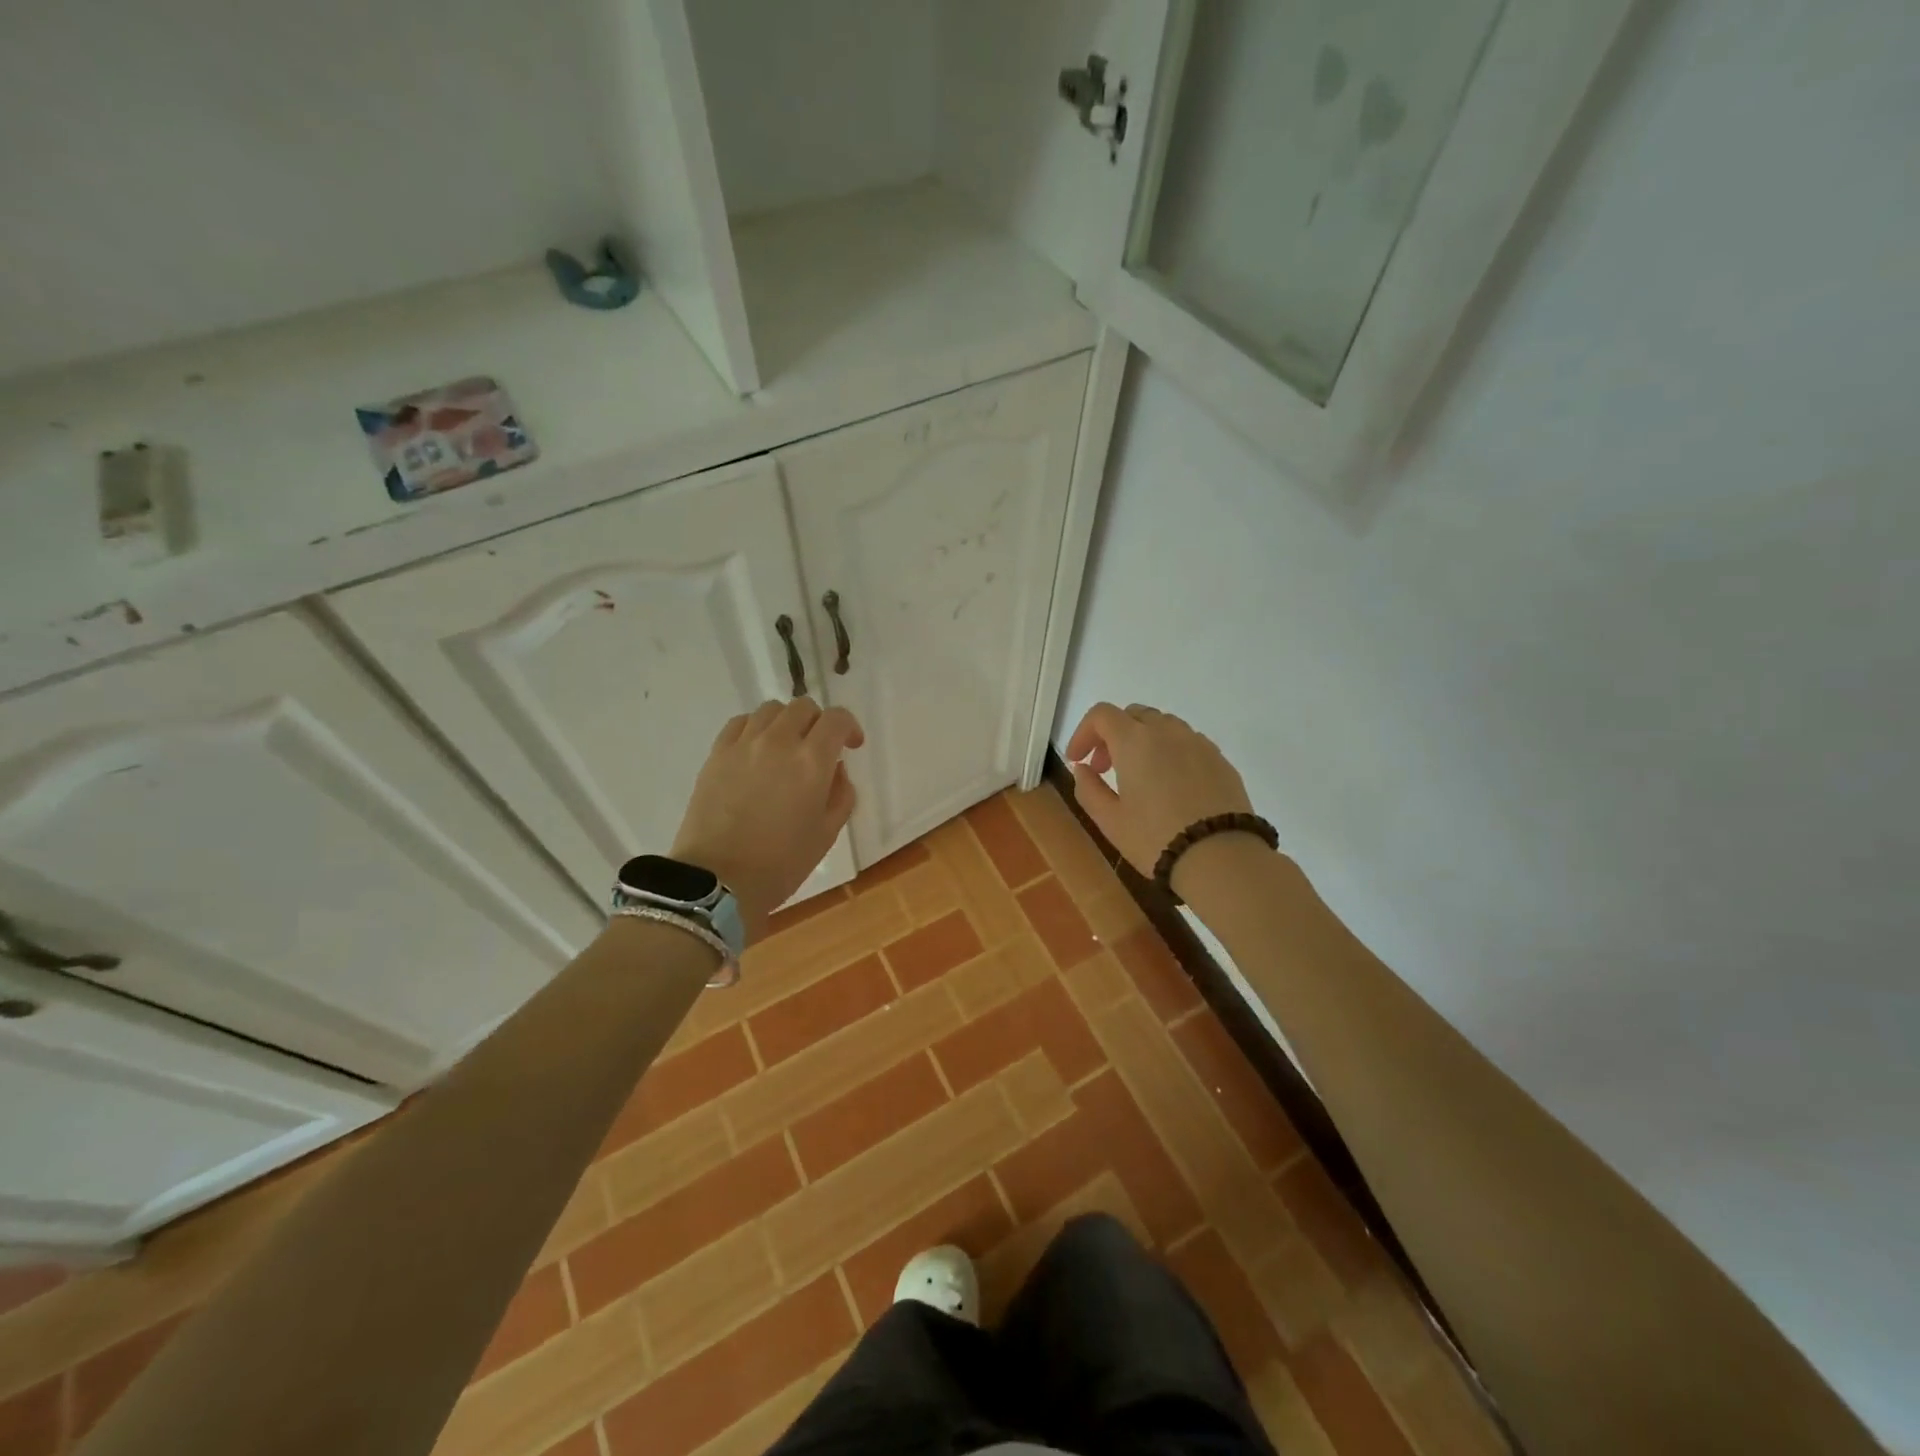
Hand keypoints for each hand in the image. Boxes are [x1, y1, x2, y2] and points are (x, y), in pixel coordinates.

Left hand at [672, 699, 863, 942]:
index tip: (851, 746)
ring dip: (786, 722)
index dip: (849, 727)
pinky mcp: (717, 753)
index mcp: (812, 761)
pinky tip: (757, 750)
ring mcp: (744, 744)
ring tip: (786, 747)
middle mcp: (779, 741)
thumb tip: (835, 770)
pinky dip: (756, 728)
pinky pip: (740, 722)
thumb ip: (841, 794)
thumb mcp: (827, 833)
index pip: (837, 719)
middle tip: (819, 748)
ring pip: (771, 709)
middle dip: (818, 723)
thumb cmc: (781, 863)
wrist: (717, 880)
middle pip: (803, 707)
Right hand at [1064, 703, 1258, 890]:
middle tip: (1105, 768)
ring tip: (1140, 776)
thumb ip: (1088, 788)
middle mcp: (1167, 731)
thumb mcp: (1109, 820)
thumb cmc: (1155, 838)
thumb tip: (1083, 769)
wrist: (1221, 858)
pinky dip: (1170, 752)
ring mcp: (1198, 742)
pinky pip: (1188, 743)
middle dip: (1113, 735)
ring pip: (1163, 725)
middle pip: (1133, 714)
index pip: (1101, 715)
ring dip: (1143, 741)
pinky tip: (1171, 785)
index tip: (1078, 759)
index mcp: (1134, 741)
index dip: (1083, 733)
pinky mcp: (1221, 759)